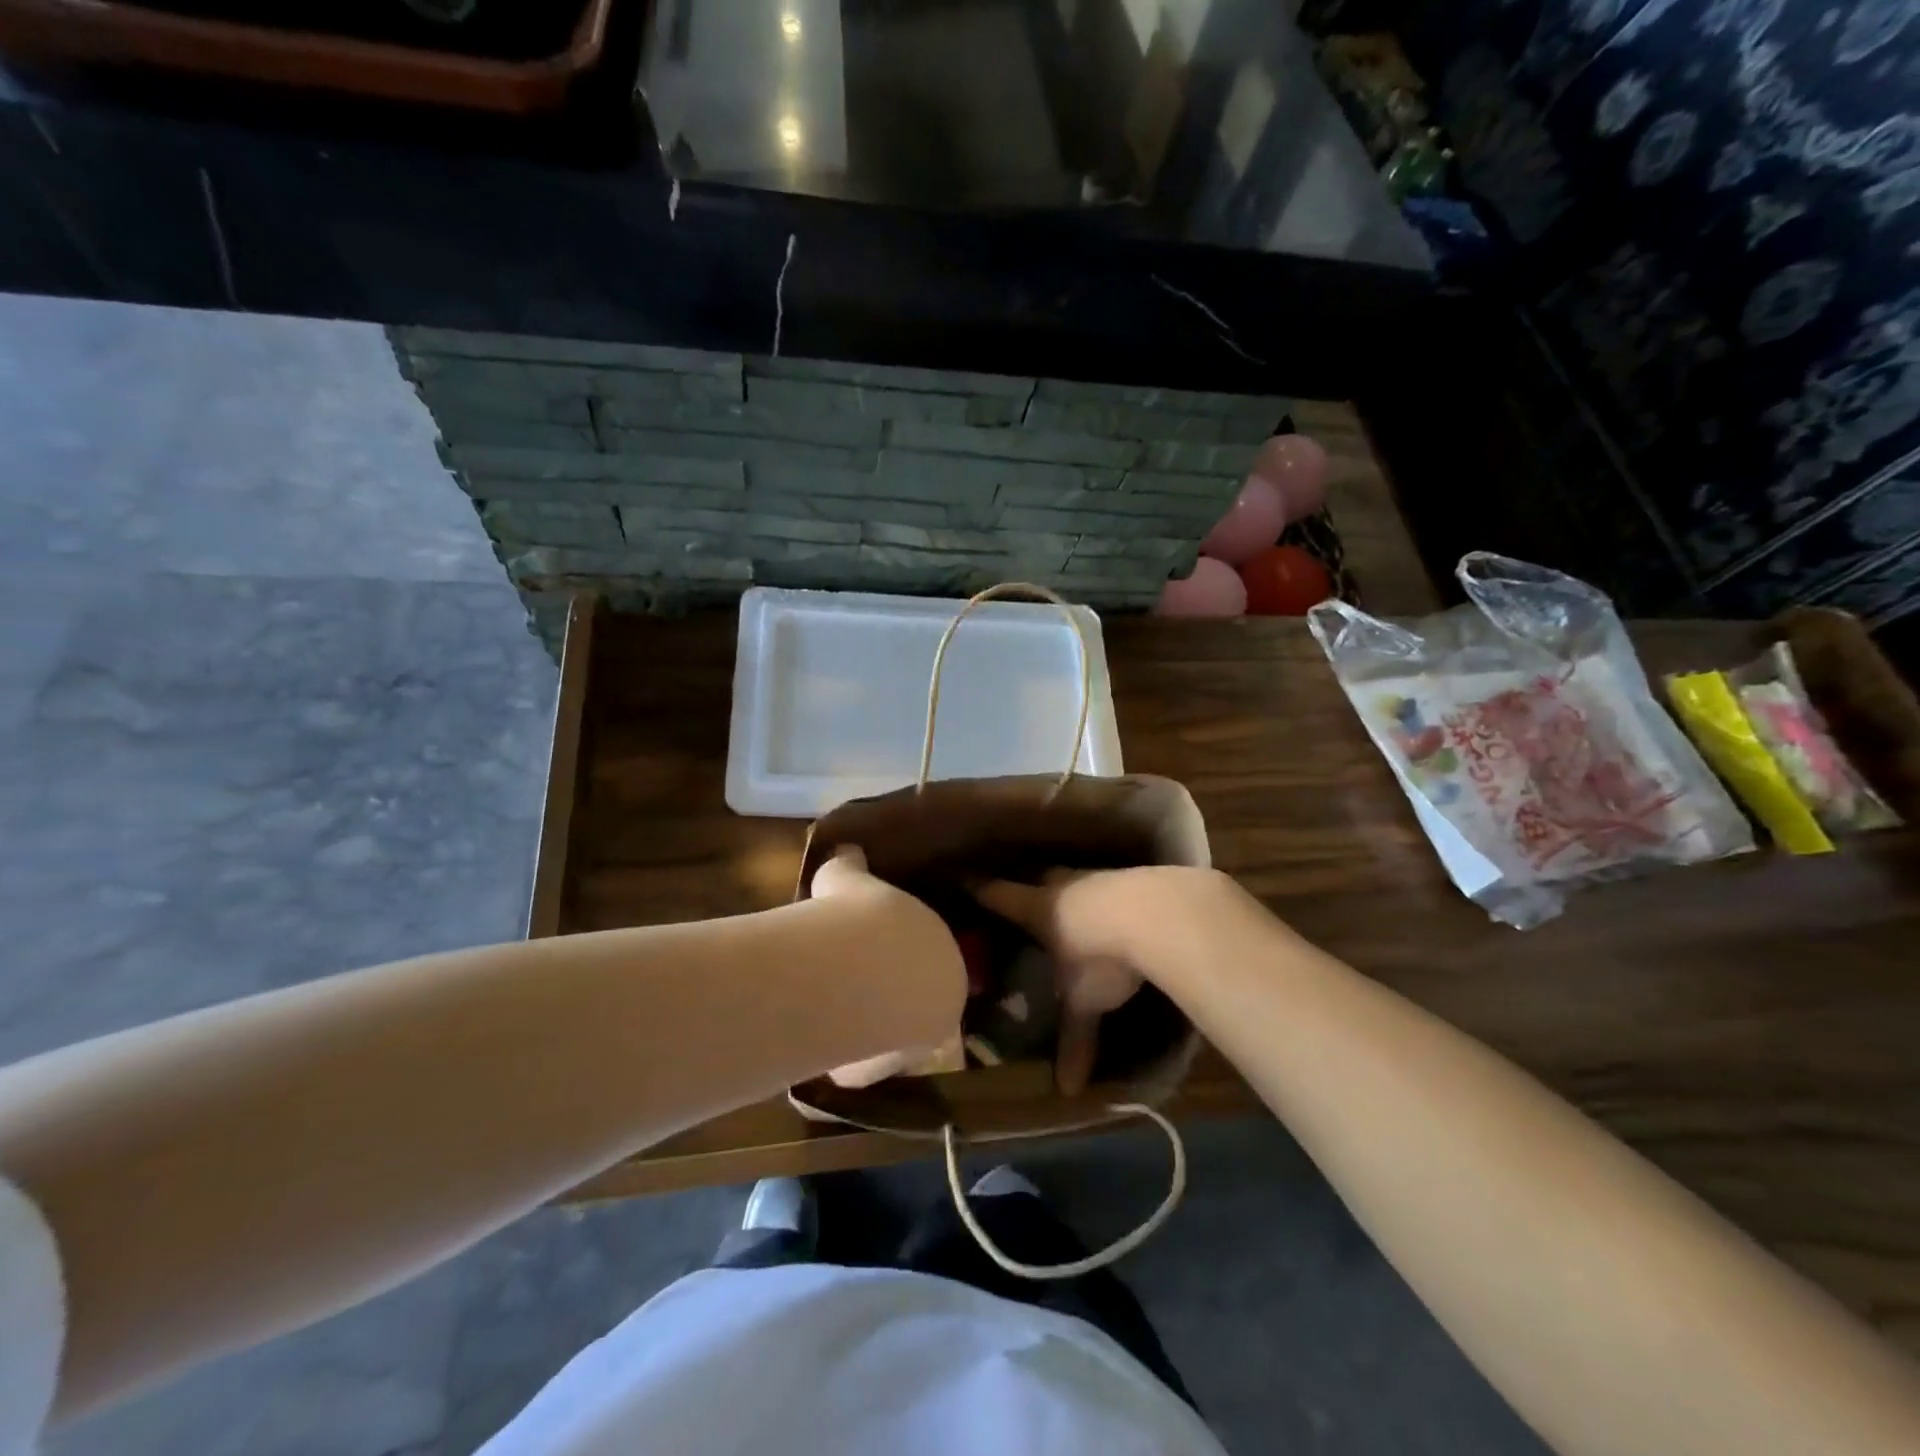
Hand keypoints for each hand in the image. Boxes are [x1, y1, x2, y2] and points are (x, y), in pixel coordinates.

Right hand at [813, 846, 964, 1088]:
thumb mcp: (850, 876)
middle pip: (916, 997)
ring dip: (870, 1026)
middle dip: (889, 991)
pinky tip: (823, 1041)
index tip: (871, 947)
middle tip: (852, 979)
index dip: (898, 950)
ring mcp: (920, 1039)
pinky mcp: (888, 1070)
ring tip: (834, 1010)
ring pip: (894, 1034)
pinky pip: (866, 1063)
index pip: (928, 953)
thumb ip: (852, 866)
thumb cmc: (860, 914)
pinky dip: (847, 1056)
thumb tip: (847, 852)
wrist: (851, 967)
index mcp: (946, 949)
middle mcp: (942, 997)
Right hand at [972, 870, 1156, 1095]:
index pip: (999, 896)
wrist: (1159, 914)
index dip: (981, 890)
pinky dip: (1109, 897)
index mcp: (1038, 909)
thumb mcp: (1085, 1002)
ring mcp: (1101, 878)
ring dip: (1073, 892)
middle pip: (1040, 879)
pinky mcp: (1135, 878)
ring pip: (1077, 880)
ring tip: (1073, 907)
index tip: (965, 881)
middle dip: (1031, 887)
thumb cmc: (1101, 956)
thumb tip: (1066, 1091)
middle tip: (1026, 898)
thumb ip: (1075, 1039)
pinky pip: (1112, 885)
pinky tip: (1118, 911)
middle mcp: (1064, 886)